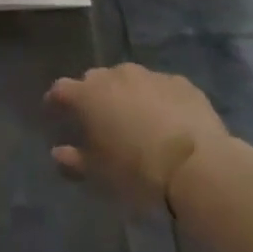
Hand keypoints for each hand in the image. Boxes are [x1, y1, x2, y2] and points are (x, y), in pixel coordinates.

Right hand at [46, 64, 231, 207]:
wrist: (197, 166)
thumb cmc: (137, 172)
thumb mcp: (99, 175)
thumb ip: (74, 160)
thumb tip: (58, 152)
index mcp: (88, 95)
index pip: (61, 89)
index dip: (56, 100)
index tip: (54, 111)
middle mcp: (115, 76)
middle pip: (96, 79)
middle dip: (94, 96)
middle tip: (100, 120)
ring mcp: (150, 75)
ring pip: (129, 80)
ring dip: (127, 95)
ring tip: (136, 120)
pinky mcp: (181, 83)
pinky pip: (161, 88)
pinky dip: (158, 100)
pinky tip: (169, 121)